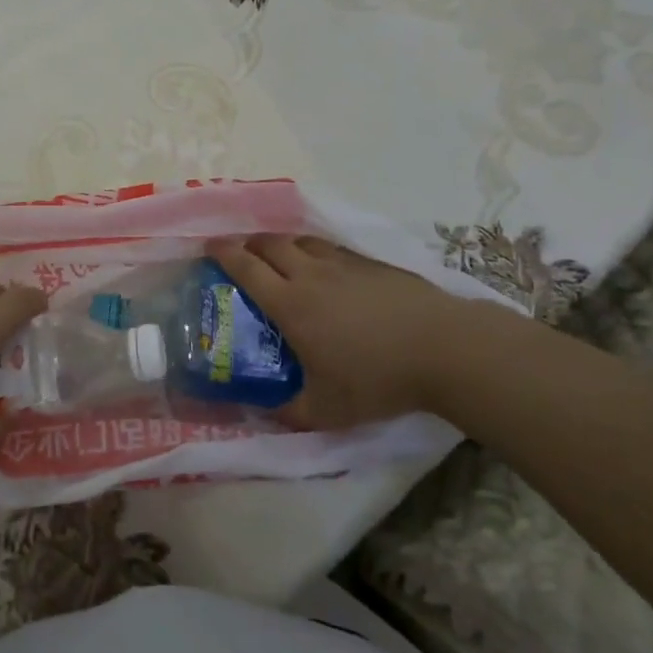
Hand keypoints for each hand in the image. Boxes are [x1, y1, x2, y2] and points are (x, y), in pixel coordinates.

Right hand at [206, 235, 509, 430]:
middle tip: (241, 254)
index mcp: (290, 303)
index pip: (245, 267)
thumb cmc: (378, 378)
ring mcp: (343, 264)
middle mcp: (310, 274)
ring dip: (283, 243)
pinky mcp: (372, 264)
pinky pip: (331, 248)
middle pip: (269, 243)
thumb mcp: (327, 410)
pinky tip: (326, 268)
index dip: (222, 253)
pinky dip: (315, 251)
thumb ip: (289, 412)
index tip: (208, 248)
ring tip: (280, 257)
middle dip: (248, 243)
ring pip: (301, 240)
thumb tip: (264, 411)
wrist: (444, 348)